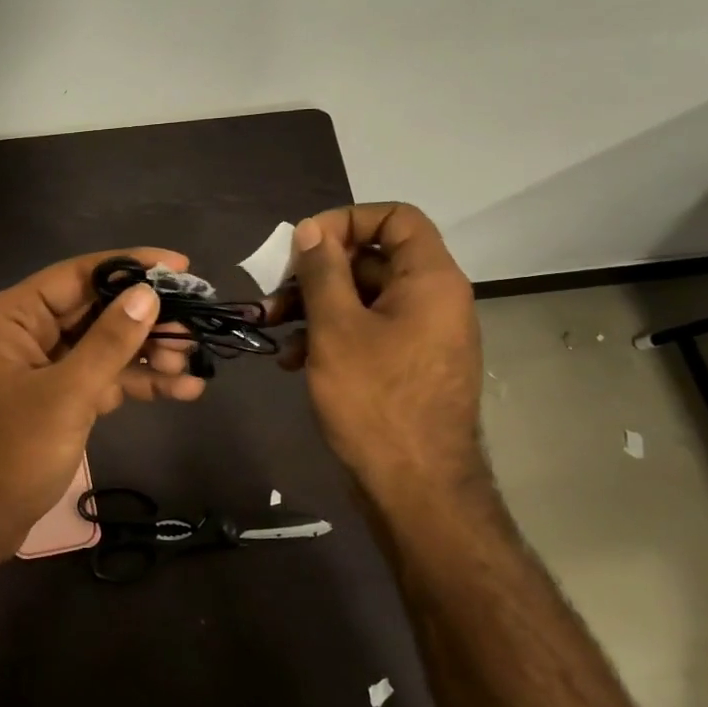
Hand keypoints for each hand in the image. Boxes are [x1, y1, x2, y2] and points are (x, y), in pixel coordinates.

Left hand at [0, 248, 207, 562]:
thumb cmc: (9, 452)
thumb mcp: (66, 394)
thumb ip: (109, 342)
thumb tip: (148, 294)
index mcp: (14, 317)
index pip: (78, 275)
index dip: (131, 266)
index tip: (180, 267)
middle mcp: (28, 333)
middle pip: (96, 310)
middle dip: (146, 319)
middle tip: (195, 327)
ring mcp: (44, 369)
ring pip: (104, 346)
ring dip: (147, 353)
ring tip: (193, 363)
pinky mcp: (59, 400)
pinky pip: (103, 379)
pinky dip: (137, 383)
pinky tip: (182, 389)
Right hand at [275, 205, 482, 490]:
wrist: (416, 489)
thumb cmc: (374, 399)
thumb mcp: (336, 328)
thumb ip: (322, 271)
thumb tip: (312, 230)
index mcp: (429, 280)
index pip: (396, 218)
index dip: (347, 219)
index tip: (305, 243)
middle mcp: (433, 299)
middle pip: (372, 258)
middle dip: (317, 271)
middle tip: (275, 292)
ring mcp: (421, 335)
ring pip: (363, 298)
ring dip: (315, 306)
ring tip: (274, 329)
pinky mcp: (406, 365)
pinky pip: (367, 331)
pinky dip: (330, 335)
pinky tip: (294, 360)